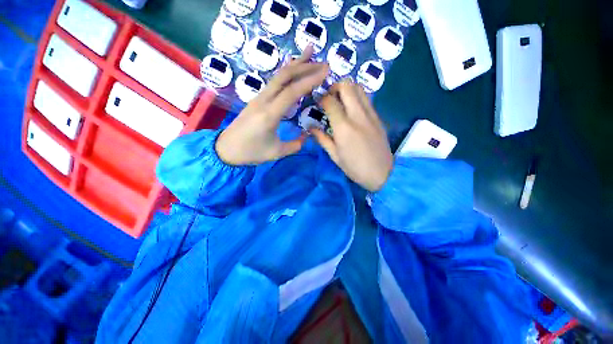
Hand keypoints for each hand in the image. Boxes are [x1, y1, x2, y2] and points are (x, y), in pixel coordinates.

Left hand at [216, 46, 328, 165]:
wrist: (226, 149)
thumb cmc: (251, 152)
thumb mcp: (277, 152)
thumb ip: (296, 144)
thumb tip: (308, 135)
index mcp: (269, 115)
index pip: (292, 92)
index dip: (309, 80)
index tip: (325, 73)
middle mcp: (263, 101)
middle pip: (285, 77)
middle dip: (306, 67)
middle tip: (324, 63)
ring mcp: (259, 98)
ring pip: (278, 76)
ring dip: (295, 64)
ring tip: (310, 53)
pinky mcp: (257, 99)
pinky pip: (274, 82)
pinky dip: (286, 73)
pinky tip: (293, 68)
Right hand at [311, 79, 392, 191]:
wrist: (381, 173)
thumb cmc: (354, 167)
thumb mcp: (334, 155)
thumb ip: (322, 138)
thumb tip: (310, 128)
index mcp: (343, 127)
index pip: (330, 101)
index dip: (321, 98)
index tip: (317, 102)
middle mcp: (358, 115)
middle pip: (347, 85)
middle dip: (334, 86)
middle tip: (329, 97)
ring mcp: (370, 114)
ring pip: (359, 88)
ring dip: (347, 89)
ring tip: (340, 101)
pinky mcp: (378, 117)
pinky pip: (366, 99)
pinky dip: (356, 97)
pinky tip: (351, 110)